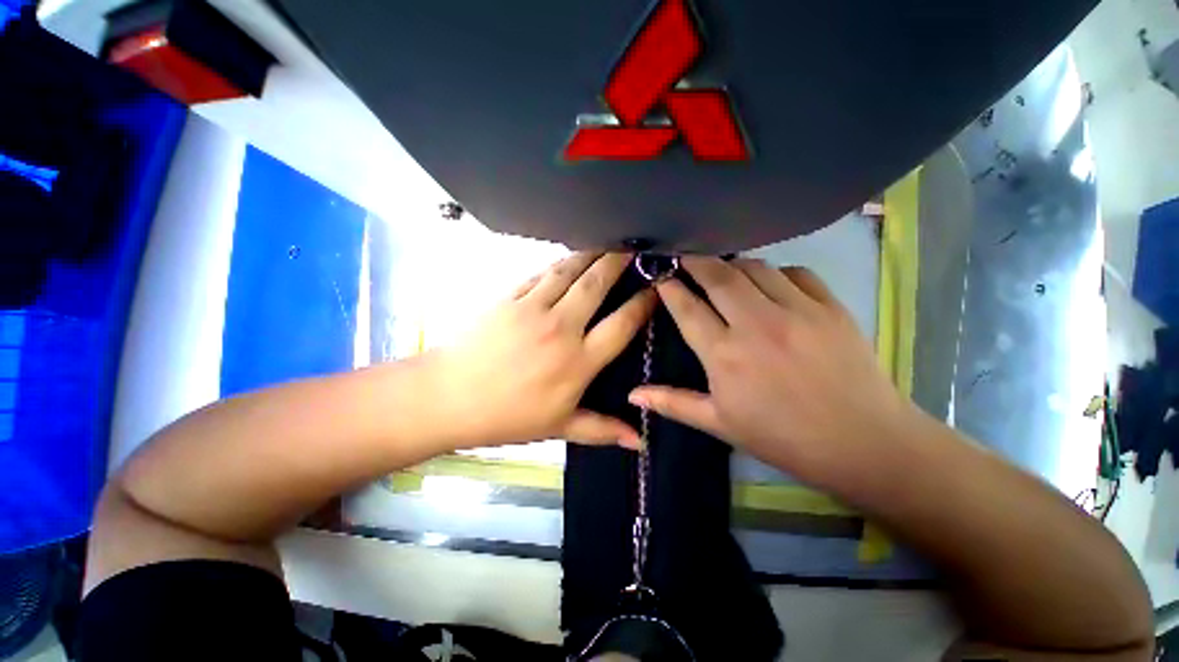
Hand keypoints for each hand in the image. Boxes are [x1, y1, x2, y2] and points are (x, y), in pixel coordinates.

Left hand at [431, 252, 654, 449]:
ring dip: (590, 254)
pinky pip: (540, 273)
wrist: (449, 397)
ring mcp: (533, 308)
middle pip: (597, 284)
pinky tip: (567, 258)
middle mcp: (561, 328)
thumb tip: (638, 442)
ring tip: (605, 242)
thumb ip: (602, 429)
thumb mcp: (559, 427)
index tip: (654, 288)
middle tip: (633, 247)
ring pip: (569, 271)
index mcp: (578, 361)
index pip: (622, 324)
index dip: (642, 303)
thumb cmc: (508, 417)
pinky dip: (558, 263)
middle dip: (618, 262)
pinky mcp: (509, 297)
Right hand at [629, 256, 916, 487]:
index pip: (686, 307)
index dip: (668, 286)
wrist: (863, 443)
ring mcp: (796, 311)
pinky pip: (795, 272)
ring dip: (733, 264)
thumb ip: (672, 403)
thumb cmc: (782, 437)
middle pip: (717, 275)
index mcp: (724, 355)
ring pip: (754, 267)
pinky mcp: (830, 306)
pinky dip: (776, 272)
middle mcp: (755, 324)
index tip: (659, 273)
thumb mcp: (719, 423)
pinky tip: (771, 283)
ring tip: (724, 270)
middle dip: (695, 259)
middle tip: (684, 253)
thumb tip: (632, 395)